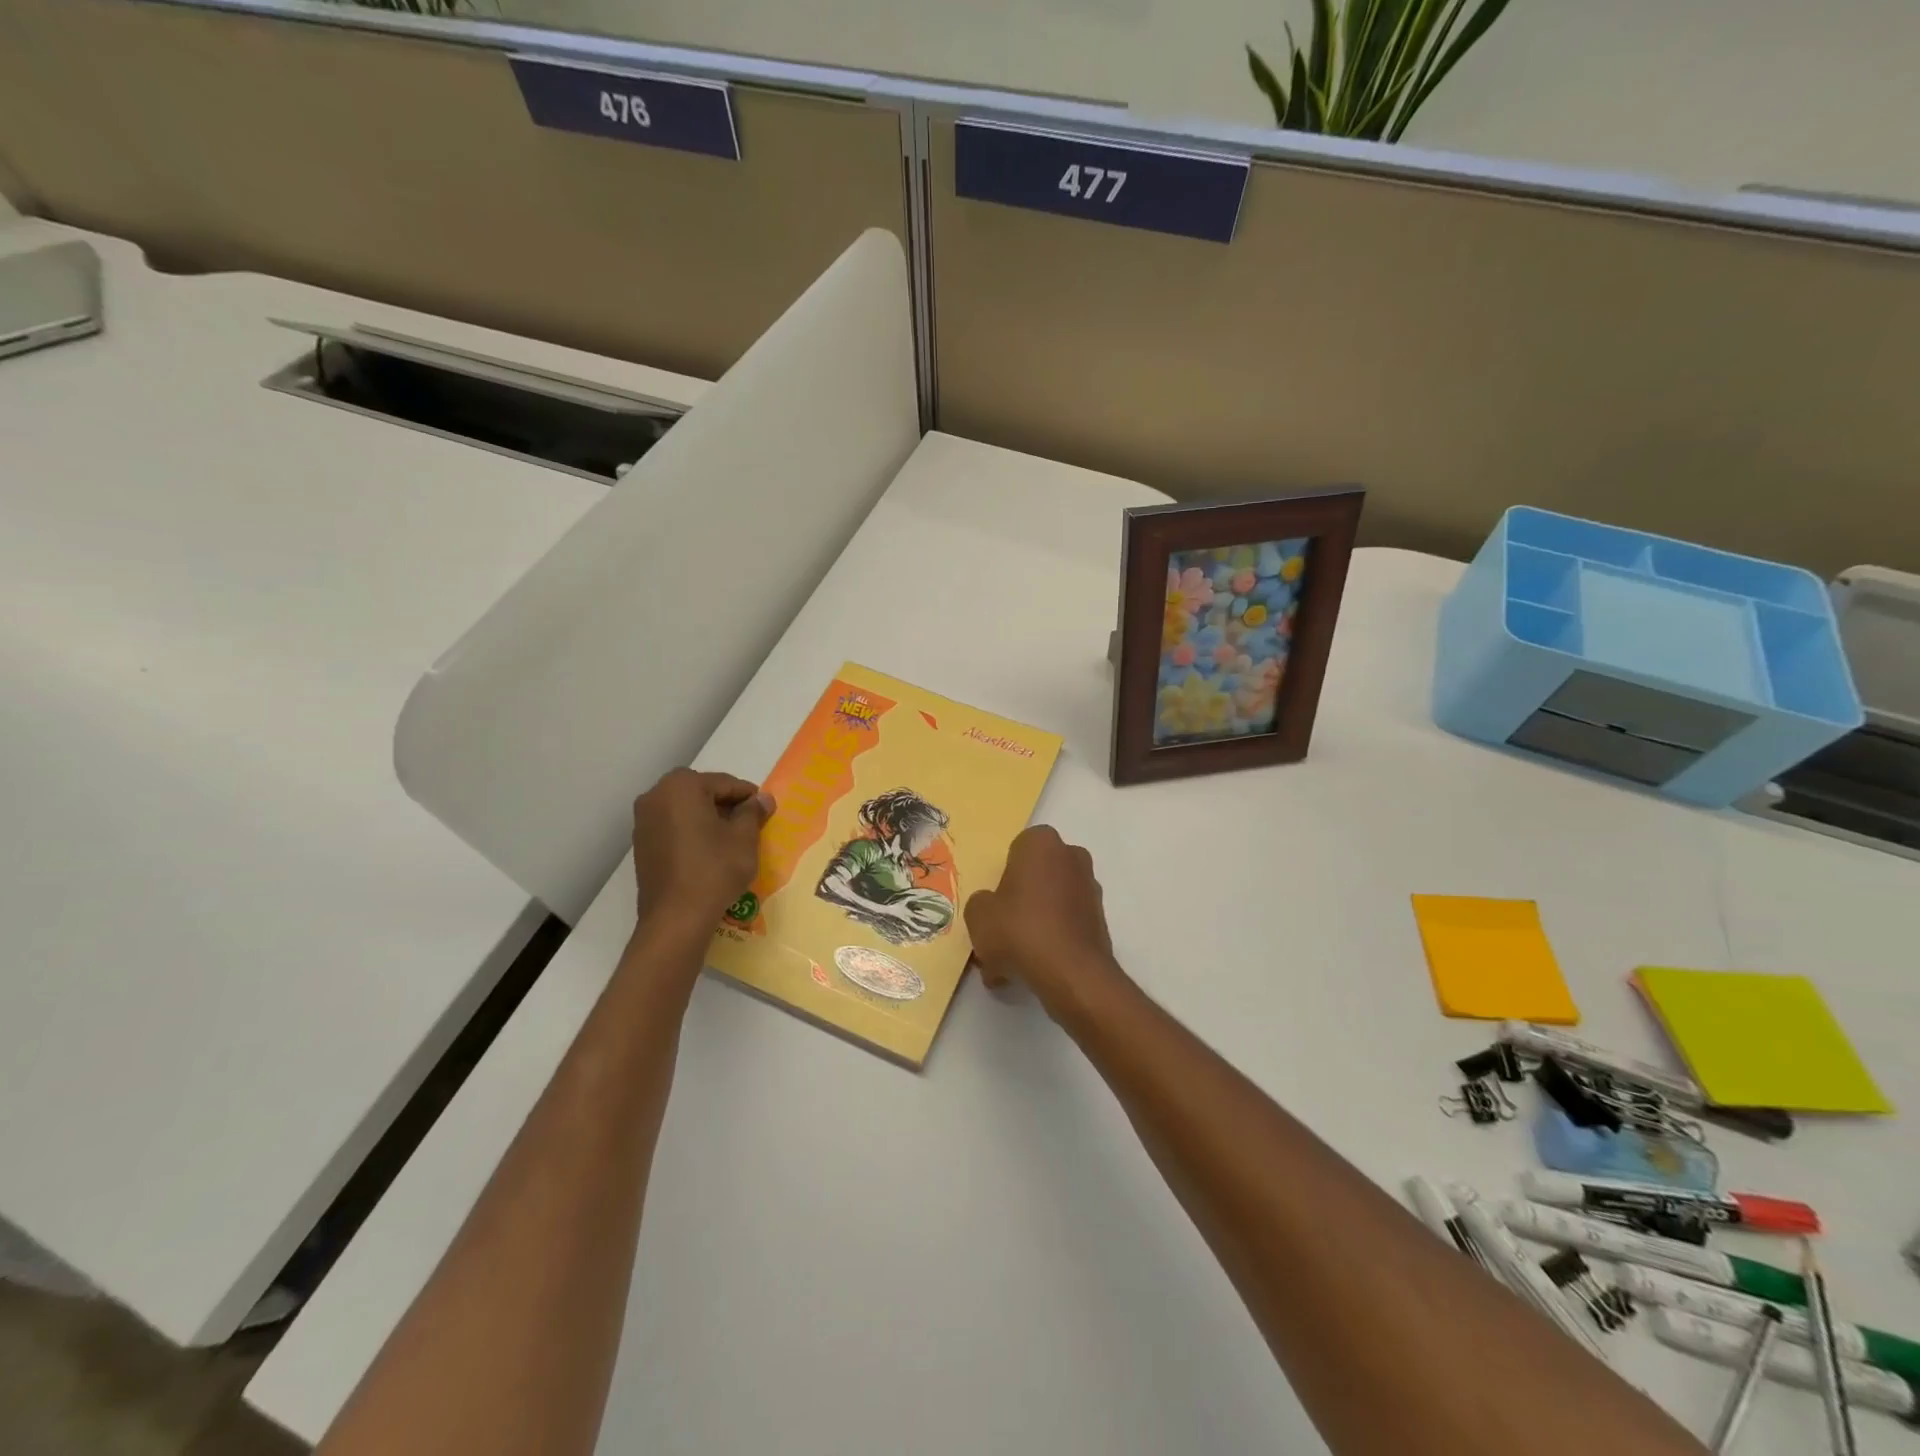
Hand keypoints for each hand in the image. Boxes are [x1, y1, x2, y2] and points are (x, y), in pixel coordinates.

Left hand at [630, 769, 772, 935]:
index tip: (764, 810)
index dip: (748, 796)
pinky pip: (673, 826)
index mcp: (681, 786)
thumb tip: (763, 798)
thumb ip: (753, 812)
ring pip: (685, 809)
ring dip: (708, 818)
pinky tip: (709, 851)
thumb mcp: (744, 838)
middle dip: (726, 805)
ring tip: (731, 839)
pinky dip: (692, 831)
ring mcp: (644, 821)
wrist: (676, 918)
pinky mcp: (641, 844)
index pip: (724, 783)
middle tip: (750, 824)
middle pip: (701, 792)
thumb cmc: (714, 870)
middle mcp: (655, 796)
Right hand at [965, 826, 1120, 1010]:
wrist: (1072, 974)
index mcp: (1042, 843)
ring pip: (1049, 905)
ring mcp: (1090, 889)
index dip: (1002, 878)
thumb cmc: (1020, 930)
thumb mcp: (978, 915)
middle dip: (1018, 903)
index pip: (1016, 851)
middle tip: (998, 932)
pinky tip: (1031, 970)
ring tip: (1010, 962)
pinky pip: (1064, 926)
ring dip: (1032, 926)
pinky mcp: (1100, 921)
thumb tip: (992, 908)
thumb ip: (981, 903)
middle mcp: (1071, 857)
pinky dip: (1049, 942)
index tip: (993, 904)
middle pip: (1035, 878)